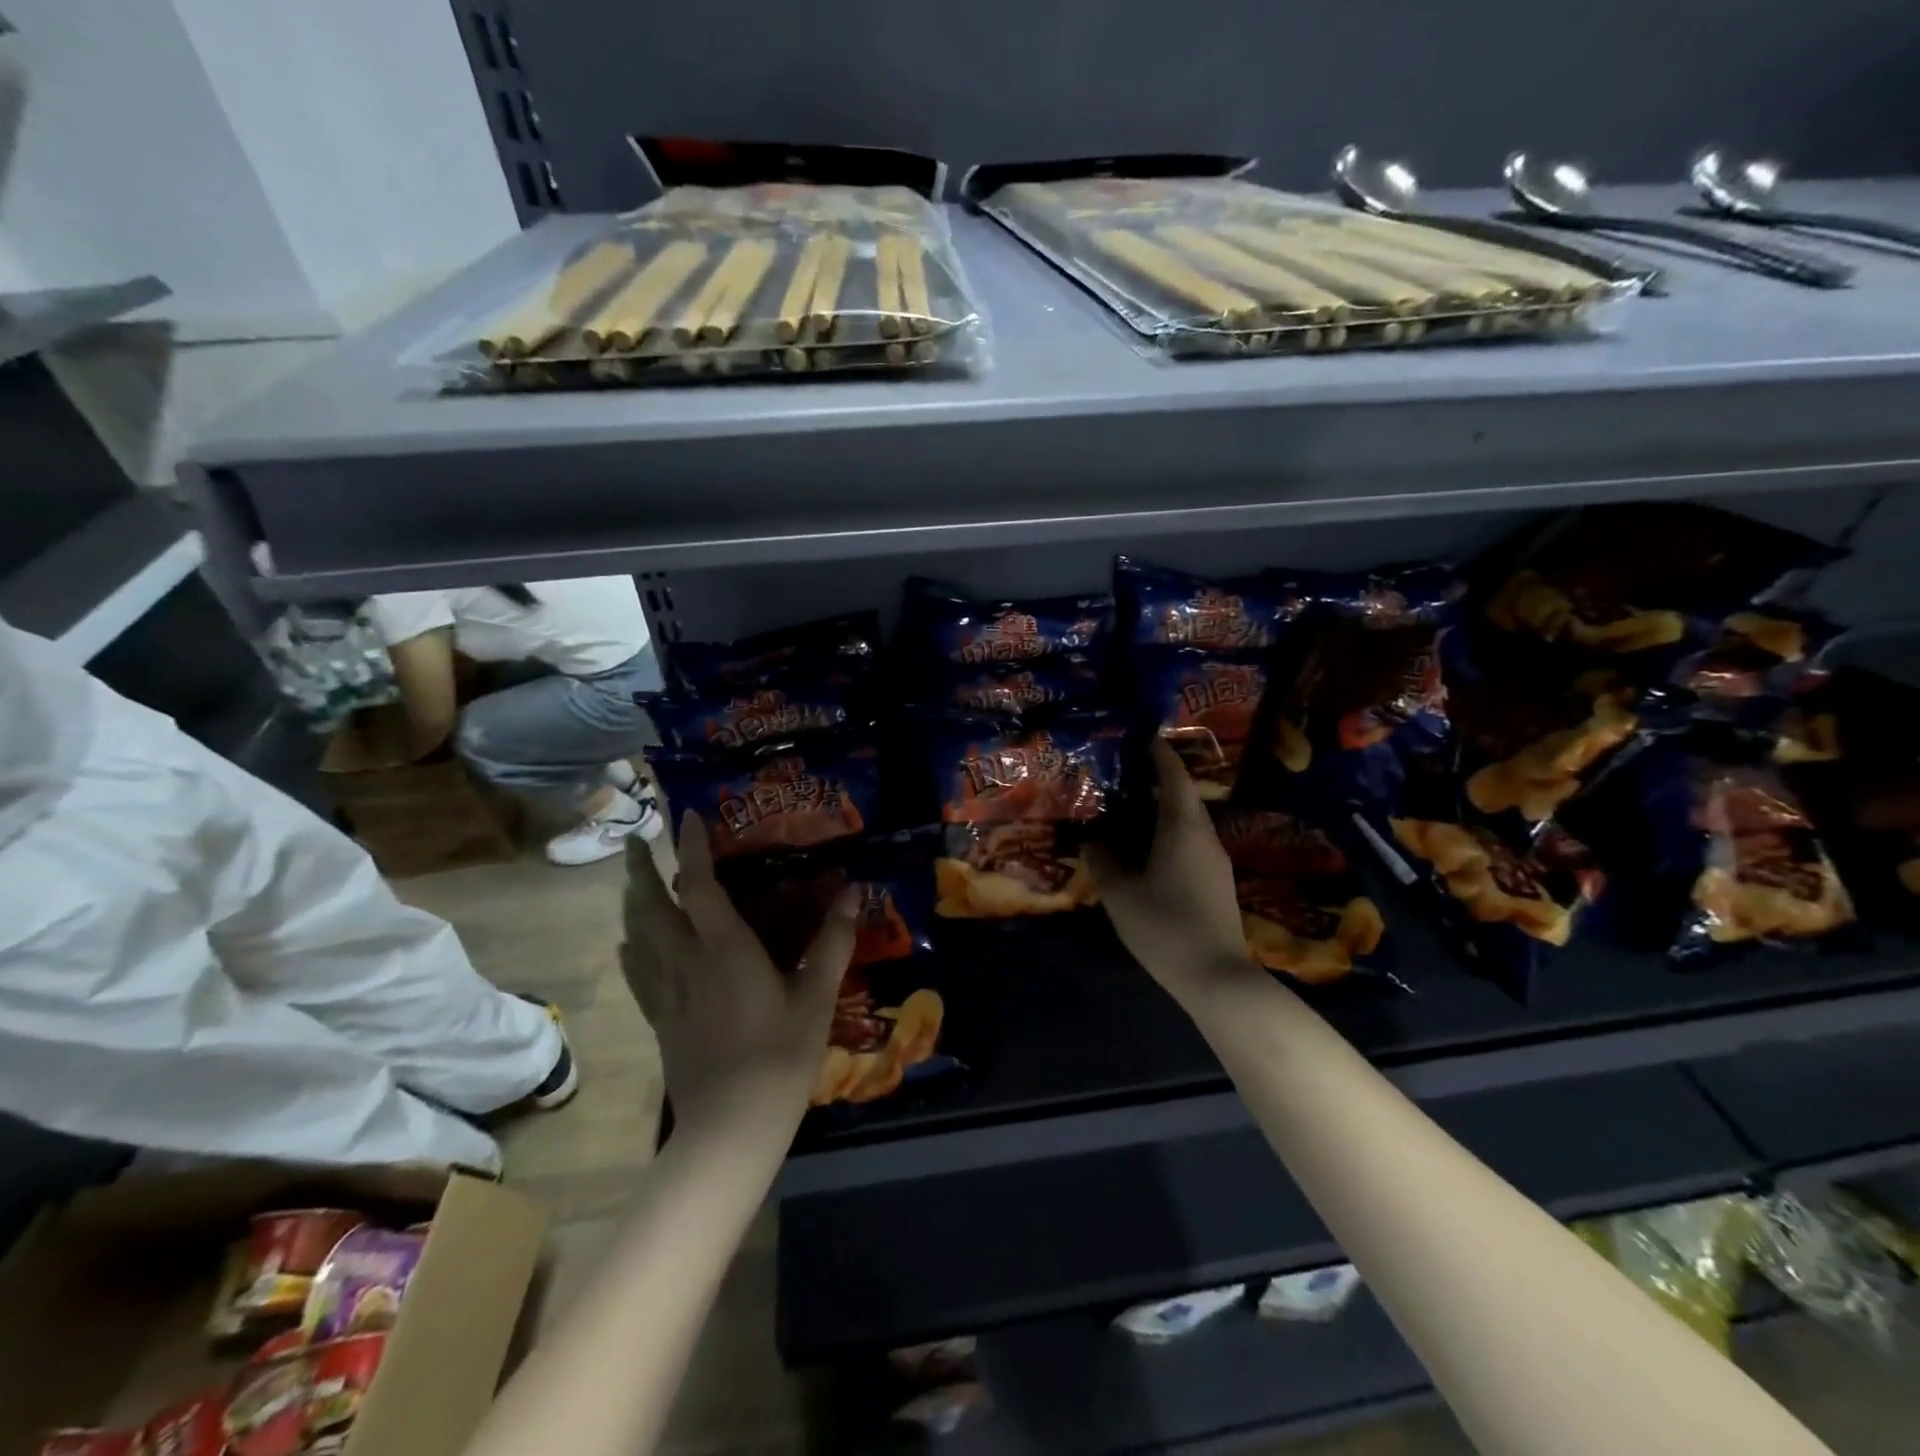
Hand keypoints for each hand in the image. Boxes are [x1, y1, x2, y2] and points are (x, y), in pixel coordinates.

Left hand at [621, 811, 858, 1137]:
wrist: (730, 1128)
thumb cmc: (779, 1057)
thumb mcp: (816, 998)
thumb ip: (833, 943)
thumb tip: (853, 893)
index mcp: (724, 949)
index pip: (698, 886)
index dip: (692, 849)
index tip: (687, 817)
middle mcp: (686, 962)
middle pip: (650, 906)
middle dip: (641, 869)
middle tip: (636, 839)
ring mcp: (666, 994)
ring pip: (637, 936)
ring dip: (631, 902)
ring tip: (631, 881)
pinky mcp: (659, 1020)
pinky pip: (638, 971)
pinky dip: (632, 946)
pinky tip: (630, 944)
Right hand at [1085, 740, 1254, 1004]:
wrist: (1217, 978)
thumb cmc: (1165, 926)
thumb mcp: (1121, 894)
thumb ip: (1104, 861)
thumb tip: (1093, 840)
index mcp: (1183, 829)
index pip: (1174, 778)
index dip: (1160, 755)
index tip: (1143, 738)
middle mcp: (1205, 837)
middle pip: (1184, 798)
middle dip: (1159, 781)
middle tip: (1126, 775)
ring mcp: (1216, 862)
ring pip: (1189, 823)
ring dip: (1164, 810)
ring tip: (1132, 810)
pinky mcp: (1217, 884)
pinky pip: (1192, 844)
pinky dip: (1170, 834)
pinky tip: (1149, 850)